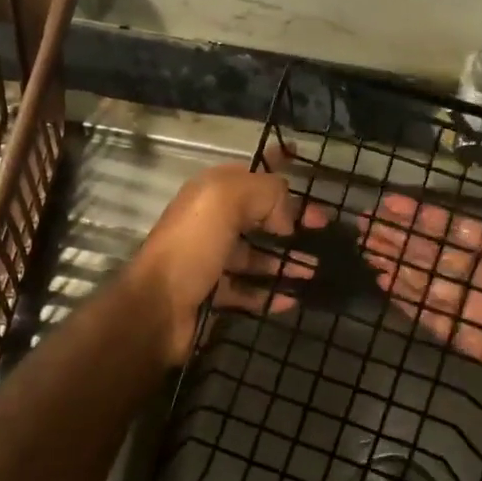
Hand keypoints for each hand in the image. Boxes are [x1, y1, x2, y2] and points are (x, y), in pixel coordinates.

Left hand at [127, 163, 316, 364]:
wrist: (157, 307)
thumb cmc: (193, 246)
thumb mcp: (227, 201)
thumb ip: (265, 193)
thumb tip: (287, 217)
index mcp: (209, 194)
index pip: (249, 175)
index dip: (278, 173)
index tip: (308, 180)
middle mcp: (208, 223)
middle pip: (256, 217)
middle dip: (290, 220)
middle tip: (324, 229)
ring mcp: (209, 261)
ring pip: (255, 256)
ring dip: (285, 261)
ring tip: (316, 269)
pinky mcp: (212, 295)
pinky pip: (247, 292)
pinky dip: (270, 294)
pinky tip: (292, 299)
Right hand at [359, 189, 481, 427]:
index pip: (457, 229)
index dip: (424, 216)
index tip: (392, 203)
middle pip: (436, 256)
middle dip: (402, 241)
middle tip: (366, 228)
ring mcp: (478, 311)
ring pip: (431, 284)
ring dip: (400, 268)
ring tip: (369, 253)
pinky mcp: (473, 342)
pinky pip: (438, 320)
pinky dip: (413, 304)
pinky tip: (389, 288)